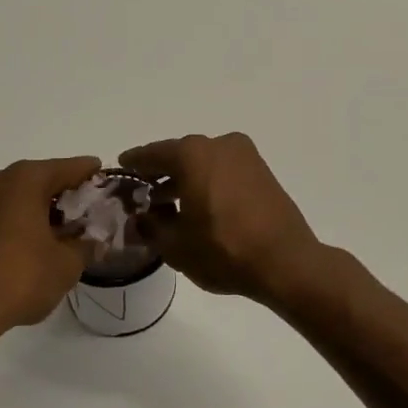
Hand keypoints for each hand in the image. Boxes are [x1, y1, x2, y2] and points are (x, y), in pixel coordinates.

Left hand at [0, 156, 100, 342]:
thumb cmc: (19, 278)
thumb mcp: (67, 265)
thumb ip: (86, 245)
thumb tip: (93, 240)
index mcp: (25, 179)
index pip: (68, 168)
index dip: (91, 174)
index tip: (107, 180)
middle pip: (41, 179)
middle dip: (65, 194)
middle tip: (88, 211)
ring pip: (18, 196)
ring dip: (41, 209)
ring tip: (63, 231)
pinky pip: (1, 212)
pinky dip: (20, 220)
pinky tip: (35, 242)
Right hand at [119, 133, 325, 304]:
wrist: (286, 262)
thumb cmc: (223, 249)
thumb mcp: (175, 245)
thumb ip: (150, 227)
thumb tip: (140, 219)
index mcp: (194, 154)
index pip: (153, 154)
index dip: (134, 163)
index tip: (121, 167)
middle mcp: (220, 145)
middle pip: (180, 155)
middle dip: (160, 173)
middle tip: (141, 193)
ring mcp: (246, 157)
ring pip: (205, 163)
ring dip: (185, 180)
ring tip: (168, 206)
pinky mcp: (263, 173)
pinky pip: (225, 172)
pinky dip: (207, 183)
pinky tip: (198, 207)